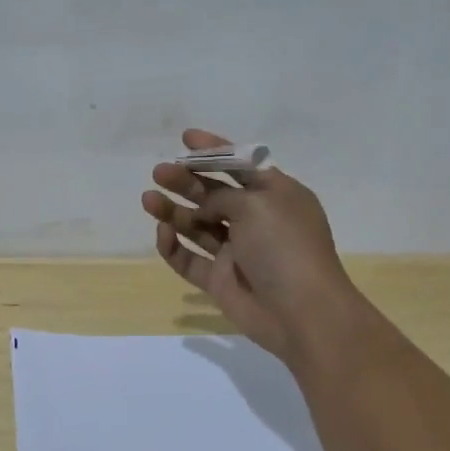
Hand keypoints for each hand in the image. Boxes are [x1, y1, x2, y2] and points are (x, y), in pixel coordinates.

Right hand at [142, 129, 369, 362]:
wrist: (301, 312)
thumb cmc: (285, 247)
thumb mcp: (257, 205)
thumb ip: (223, 197)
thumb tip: (205, 208)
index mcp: (275, 196)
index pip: (241, 165)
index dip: (214, 150)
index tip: (186, 138)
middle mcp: (256, 221)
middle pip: (214, 194)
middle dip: (186, 181)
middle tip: (159, 172)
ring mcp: (237, 252)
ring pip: (197, 226)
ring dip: (173, 211)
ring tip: (148, 199)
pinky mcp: (220, 280)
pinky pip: (190, 259)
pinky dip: (174, 246)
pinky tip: (163, 233)